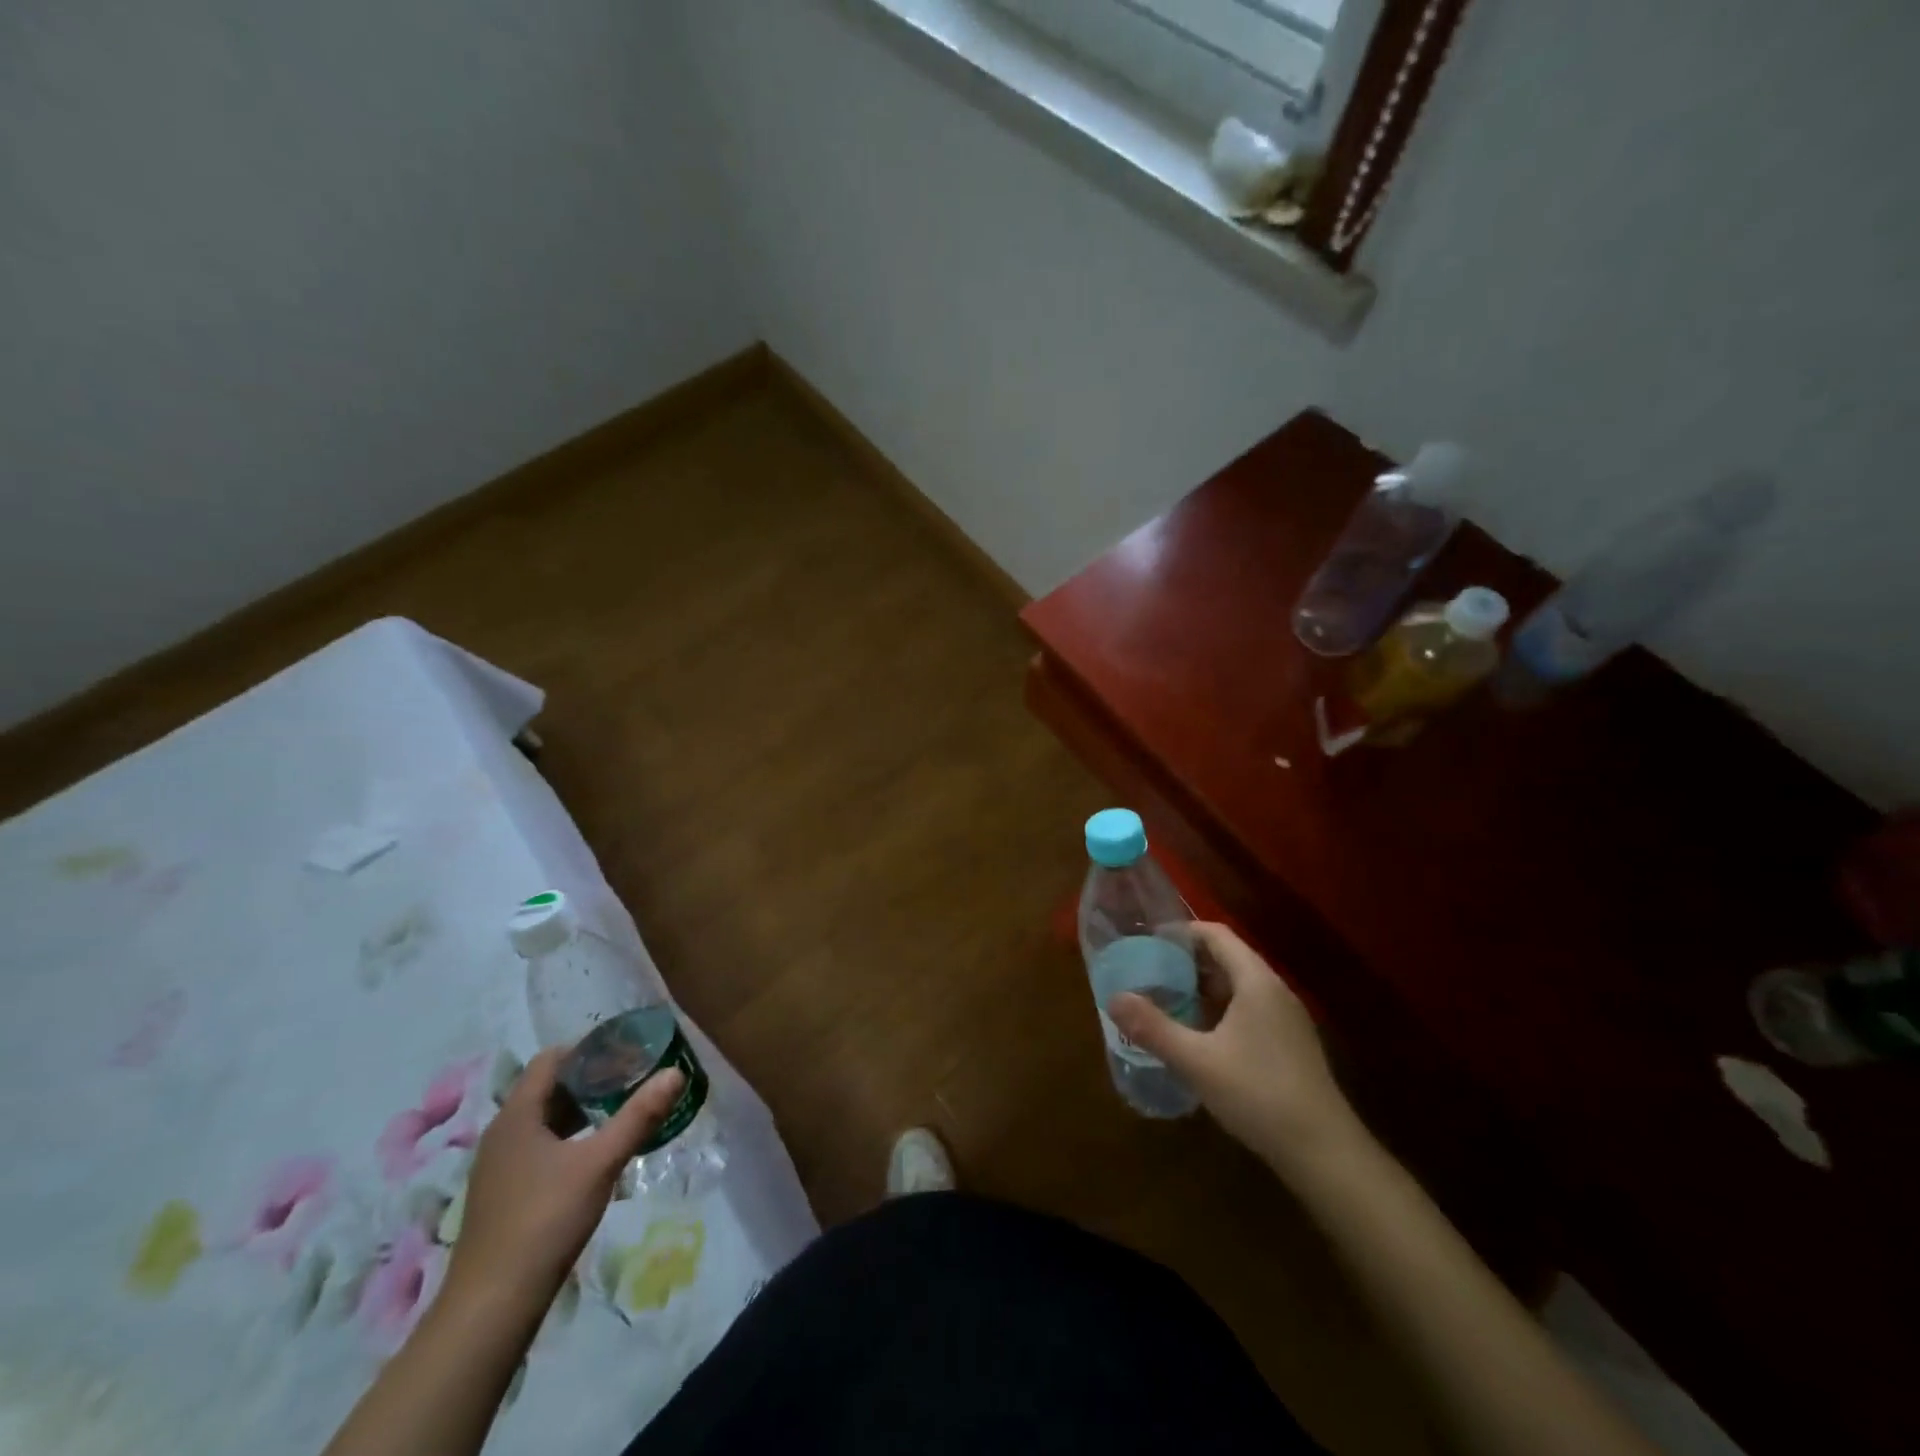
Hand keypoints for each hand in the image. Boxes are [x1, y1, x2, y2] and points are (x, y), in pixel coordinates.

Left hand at [443, 1046, 684, 1316]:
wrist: (490, 1309)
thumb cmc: (543, 1220)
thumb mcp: (600, 1164)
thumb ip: (638, 1116)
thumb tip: (675, 1072)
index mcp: (517, 1116)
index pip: (552, 1060)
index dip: (589, 1049)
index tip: (627, 1051)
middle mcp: (502, 1135)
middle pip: (549, 1089)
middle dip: (592, 1079)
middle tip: (634, 1078)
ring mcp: (500, 1168)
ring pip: (545, 1122)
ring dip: (582, 1112)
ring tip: (623, 1111)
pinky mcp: (504, 1196)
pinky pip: (540, 1149)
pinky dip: (570, 1140)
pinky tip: (598, 1155)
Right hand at [1110, 923, 1363, 1177]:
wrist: (1324, 1152)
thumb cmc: (1258, 1094)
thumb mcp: (1196, 1061)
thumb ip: (1153, 1027)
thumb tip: (1113, 999)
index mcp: (1256, 981)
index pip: (1216, 934)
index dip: (1181, 932)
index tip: (1147, 941)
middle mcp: (1274, 990)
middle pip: (1227, 957)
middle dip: (1186, 961)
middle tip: (1149, 972)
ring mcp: (1286, 1018)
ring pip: (1238, 986)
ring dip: (1202, 988)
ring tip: (1165, 1000)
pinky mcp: (1290, 1044)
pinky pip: (1248, 1010)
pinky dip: (1219, 1010)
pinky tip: (1198, 1036)